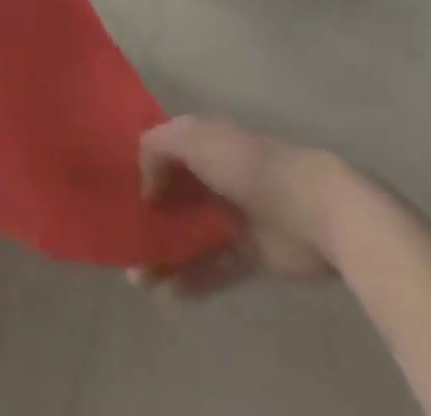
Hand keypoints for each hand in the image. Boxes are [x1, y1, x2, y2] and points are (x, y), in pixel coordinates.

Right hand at [133, 117, 347, 295]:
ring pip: (187, 235)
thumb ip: (157, 148)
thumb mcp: (193, 139)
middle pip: (172, 196)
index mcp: (202, 142)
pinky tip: (167, 292)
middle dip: (146, 216)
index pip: (162, 150)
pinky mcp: (248, 255)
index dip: (139, 166)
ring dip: (163, 253)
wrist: (315, 209)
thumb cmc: (248, 165)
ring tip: (138, 277)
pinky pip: (212, 267)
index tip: (115, 188)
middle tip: (121, 238)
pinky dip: (190, 279)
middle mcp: (213, 177)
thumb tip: (146, 187)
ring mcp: (231, 217)